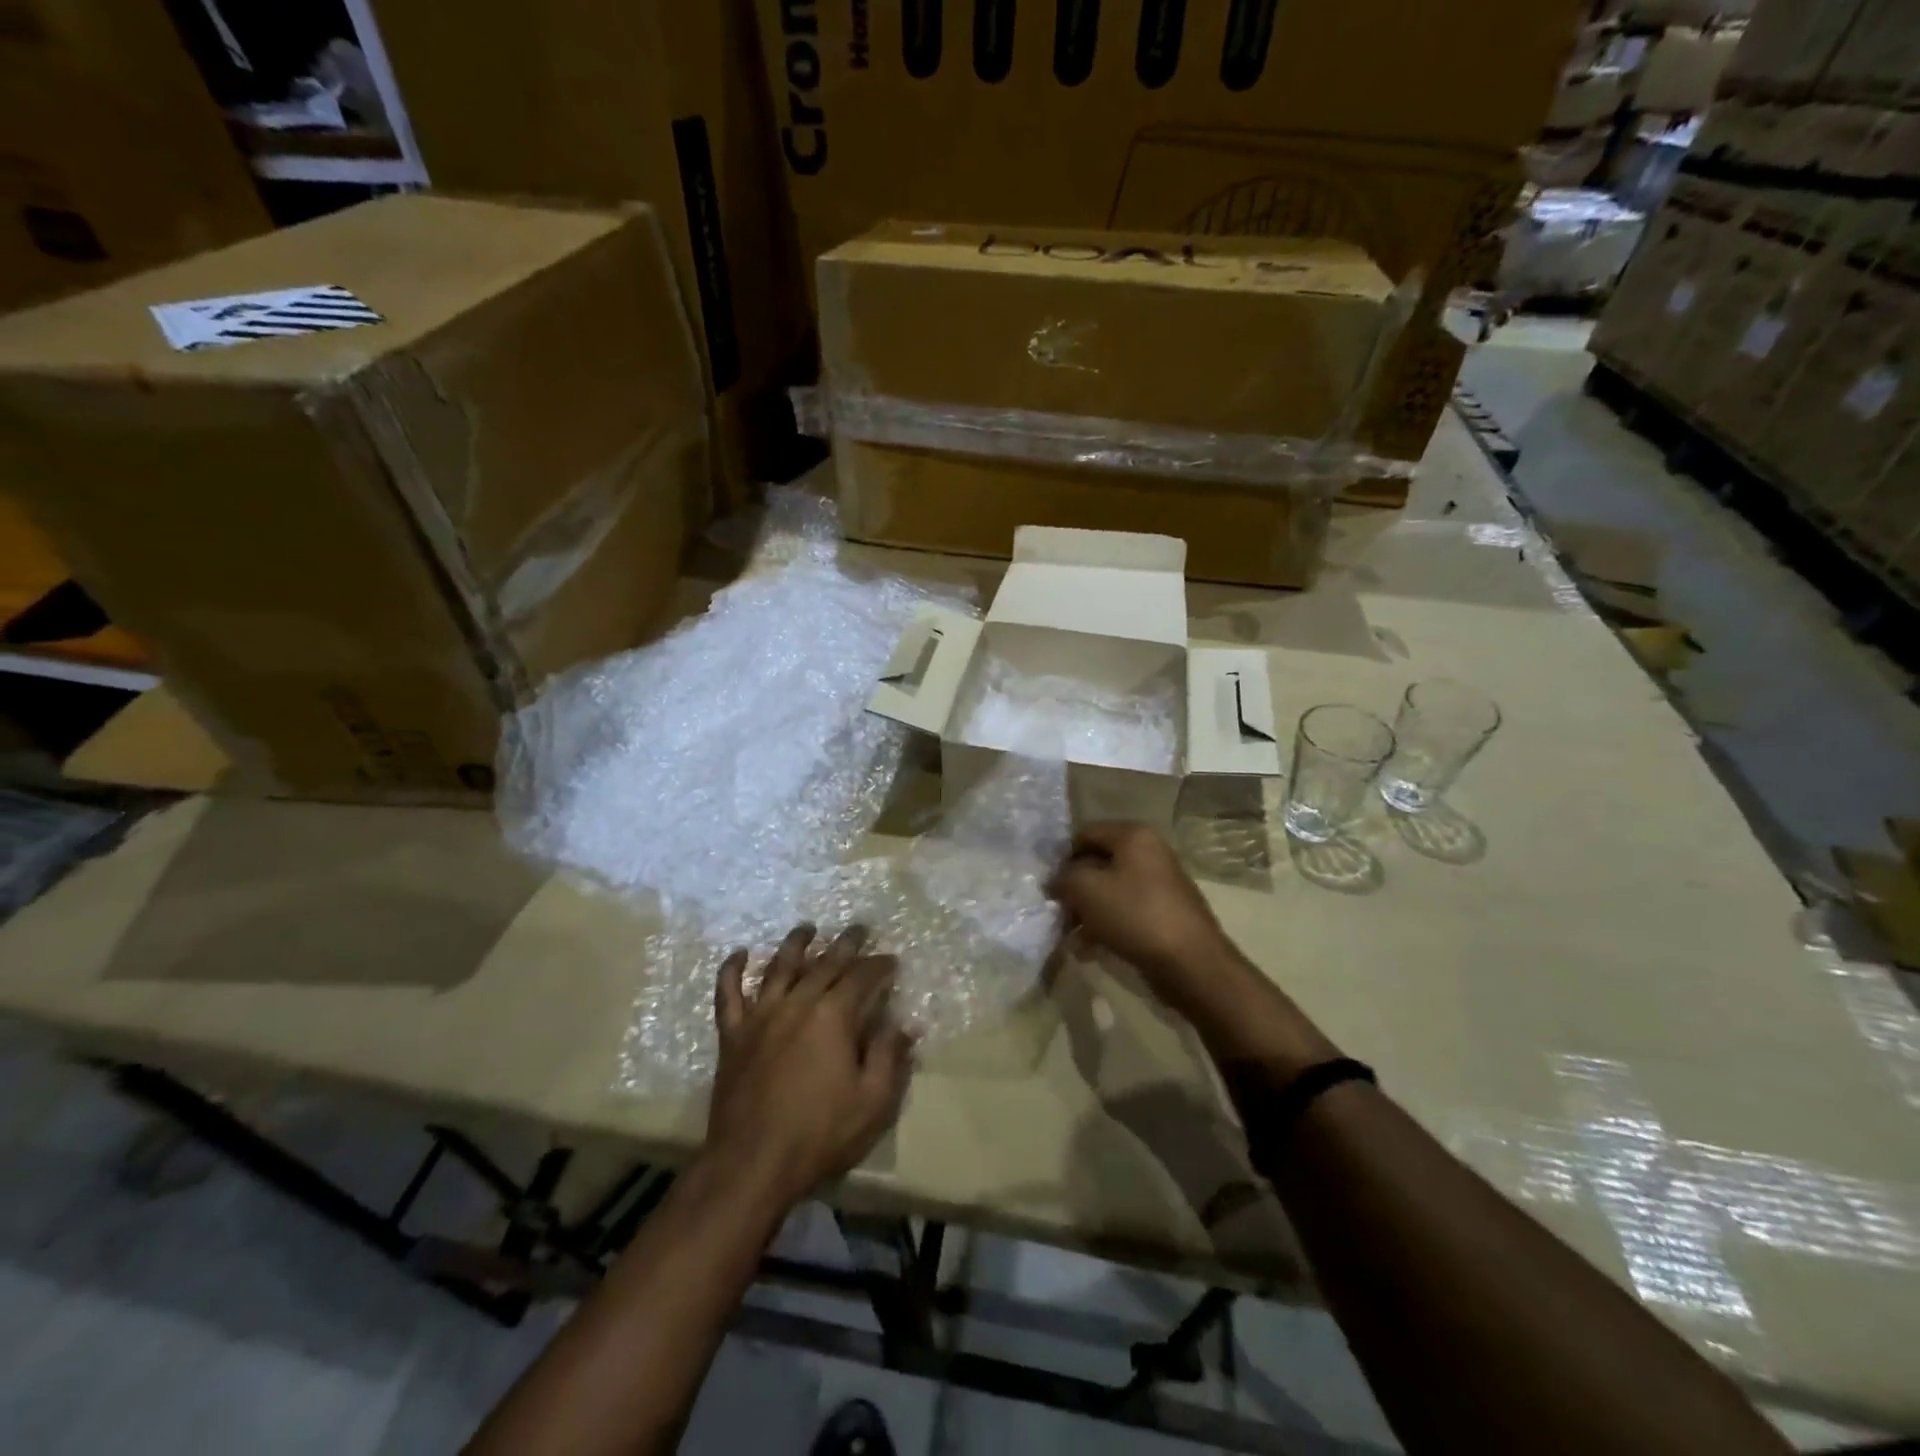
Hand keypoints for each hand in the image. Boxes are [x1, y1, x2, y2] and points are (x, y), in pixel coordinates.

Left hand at [706, 924, 915, 1208]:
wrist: (752, 1164)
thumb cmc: (820, 1134)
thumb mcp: (873, 1102)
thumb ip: (890, 1057)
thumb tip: (904, 1024)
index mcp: (834, 1016)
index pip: (863, 978)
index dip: (880, 966)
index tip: (892, 960)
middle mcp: (797, 1003)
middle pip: (825, 963)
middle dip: (846, 944)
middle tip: (859, 929)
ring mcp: (761, 1016)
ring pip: (779, 967)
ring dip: (796, 943)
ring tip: (807, 928)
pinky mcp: (733, 1035)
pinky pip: (728, 994)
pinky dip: (732, 970)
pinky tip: (740, 954)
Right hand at [1047, 822, 1236, 1002]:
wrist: (1191, 963)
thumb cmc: (1135, 915)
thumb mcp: (1087, 890)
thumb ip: (1063, 878)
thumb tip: (1054, 880)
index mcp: (1134, 836)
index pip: (1085, 834)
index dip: (1062, 857)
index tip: (1047, 884)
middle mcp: (1150, 853)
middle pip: (1098, 863)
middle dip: (1074, 888)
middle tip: (1056, 912)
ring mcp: (1160, 884)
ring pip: (1110, 890)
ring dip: (1087, 910)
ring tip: (1070, 935)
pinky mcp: (1164, 913)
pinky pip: (1125, 911)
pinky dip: (1106, 925)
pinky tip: (1089, 948)